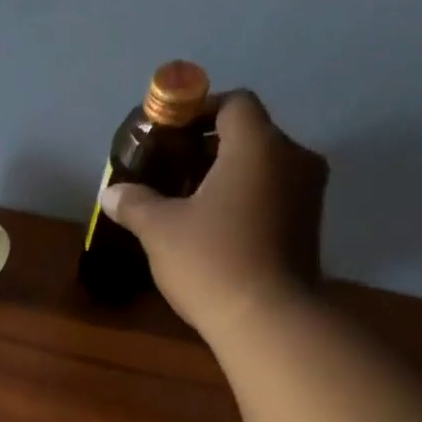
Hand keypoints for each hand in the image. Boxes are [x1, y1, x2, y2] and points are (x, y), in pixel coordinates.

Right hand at [99, 92, 327, 338]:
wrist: (267, 318)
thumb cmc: (211, 262)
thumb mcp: (160, 231)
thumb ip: (136, 204)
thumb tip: (111, 192)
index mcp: (257, 145)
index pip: (234, 103)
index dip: (201, 112)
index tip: (171, 136)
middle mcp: (293, 156)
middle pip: (251, 135)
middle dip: (211, 150)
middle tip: (174, 175)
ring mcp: (308, 192)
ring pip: (264, 168)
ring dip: (230, 179)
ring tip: (193, 207)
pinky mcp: (310, 226)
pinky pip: (275, 197)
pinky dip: (247, 202)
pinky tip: (218, 232)